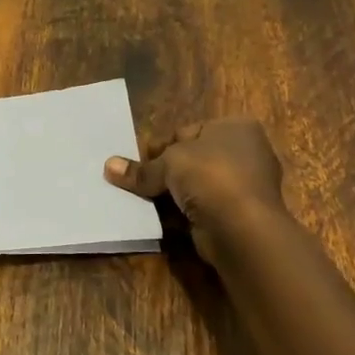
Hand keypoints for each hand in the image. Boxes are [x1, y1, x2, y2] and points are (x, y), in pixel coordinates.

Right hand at [103, 118, 284, 262]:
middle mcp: (246, 152)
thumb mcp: (168, 164)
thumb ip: (140, 168)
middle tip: (140, 182)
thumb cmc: (210, 176)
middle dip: (166, 170)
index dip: (162, 145)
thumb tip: (108, 166)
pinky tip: (164, 219)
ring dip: (174, 193)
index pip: (189, 131)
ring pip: (198, 185)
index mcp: (236, 127)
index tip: (140, 161)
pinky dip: (186, 212)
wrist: (242, 227)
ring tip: (146, 201)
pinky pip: (205, 207)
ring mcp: (246, 186)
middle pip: (193, 158)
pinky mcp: (241, 215)